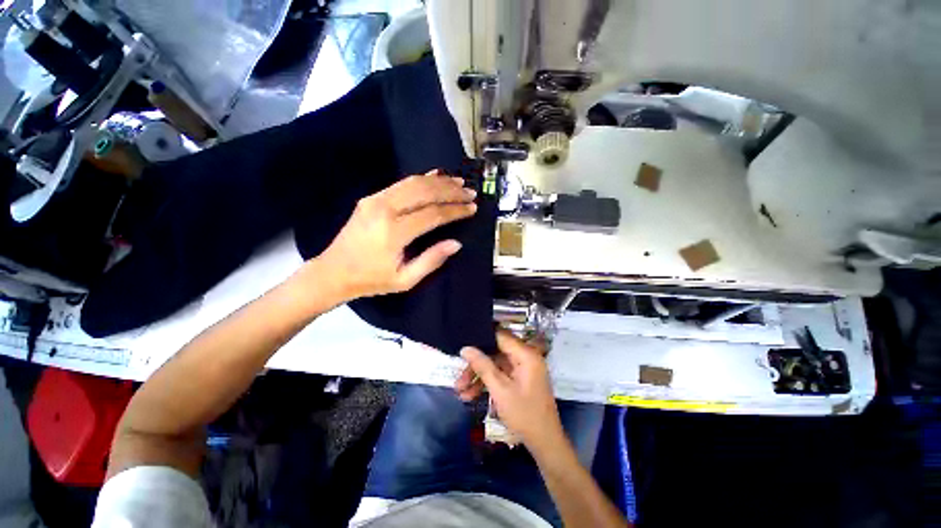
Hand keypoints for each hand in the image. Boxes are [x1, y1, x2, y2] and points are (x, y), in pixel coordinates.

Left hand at [314, 170, 476, 299]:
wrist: (333, 272)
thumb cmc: (371, 280)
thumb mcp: (405, 280)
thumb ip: (431, 260)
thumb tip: (456, 243)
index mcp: (393, 232)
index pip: (433, 214)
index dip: (455, 210)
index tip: (472, 208)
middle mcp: (384, 210)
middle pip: (425, 192)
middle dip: (450, 191)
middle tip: (470, 192)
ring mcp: (375, 200)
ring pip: (413, 183)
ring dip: (439, 181)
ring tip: (458, 183)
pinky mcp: (371, 198)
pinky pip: (401, 184)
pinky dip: (421, 179)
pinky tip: (435, 176)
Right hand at [456, 330, 564, 454]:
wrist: (545, 443)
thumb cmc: (524, 415)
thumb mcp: (500, 390)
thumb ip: (483, 366)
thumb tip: (465, 348)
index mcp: (526, 354)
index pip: (499, 336)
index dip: (481, 339)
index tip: (463, 345)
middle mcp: (525, 357)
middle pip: (495, 352)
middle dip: (476, 365)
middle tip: (459, 379)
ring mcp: (522, 368)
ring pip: (495, 365)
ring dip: (478, 377)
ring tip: (460, 391)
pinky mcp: (520, 379)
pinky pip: (500, 374)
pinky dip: (487, 383)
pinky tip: (470, 395)